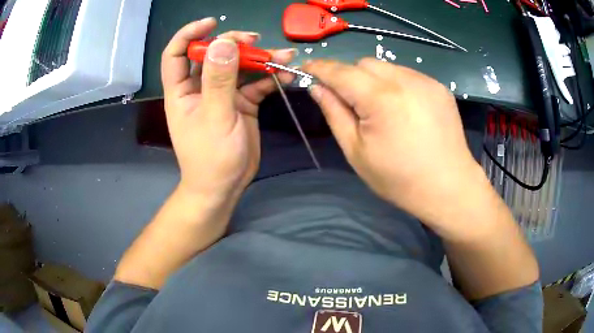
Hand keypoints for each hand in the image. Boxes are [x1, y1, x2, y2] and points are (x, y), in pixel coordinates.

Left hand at [161, 18, 294, 201]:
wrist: (225, 186)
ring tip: (282, 55)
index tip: (212, 23)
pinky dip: (270, 78)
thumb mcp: (215, 117)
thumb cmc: (211, 157)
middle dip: (234, 44)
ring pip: (238, 66)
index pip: (176, 54)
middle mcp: (200, 87)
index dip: (189, 34)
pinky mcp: (241, 103)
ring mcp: (222, 94)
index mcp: (182, 90)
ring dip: (259, 59)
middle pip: (214, 54)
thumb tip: (223, 42)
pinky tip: (286, 74)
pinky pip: (255, 84)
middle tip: (255, 41)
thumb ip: (219, 79)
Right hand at [303, 59, 487, 227]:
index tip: (306, 69)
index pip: (340, 71)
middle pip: (364, 64)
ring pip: (386, 67)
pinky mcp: (439, 87)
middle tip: (353, 103)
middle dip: (350, 77)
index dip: (320, 68)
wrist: (449, 187)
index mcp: (380, 99)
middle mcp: (405, 80)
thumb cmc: (399, 179)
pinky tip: (404, 109)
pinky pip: (407, 75)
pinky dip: (396, 85)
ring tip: (382, 109)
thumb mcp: (357, 152)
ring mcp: (426, 81)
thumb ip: (334, 113)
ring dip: (374, 80)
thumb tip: (318, 88)